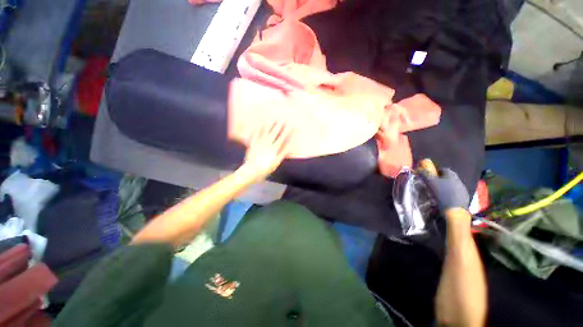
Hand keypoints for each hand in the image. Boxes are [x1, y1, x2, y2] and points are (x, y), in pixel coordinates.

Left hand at [239, 119, 293, 182]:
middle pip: (274, 132)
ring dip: (269, 123)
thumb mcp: (276, 163)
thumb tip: (291, 146)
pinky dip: (257, 128)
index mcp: (273, 149)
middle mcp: (266, 143)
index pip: (282, 138)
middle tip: (283, 116)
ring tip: (273, 116)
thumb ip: (283, 154)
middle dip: (279, 124)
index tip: (291, 124)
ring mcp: (259, 143)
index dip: (287, 131)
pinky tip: (259, 122)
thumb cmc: (265, 169)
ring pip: (265, 131)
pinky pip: (255, 134)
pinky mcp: (252, 144)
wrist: (250, 171)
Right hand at [422, 168, 469, 213]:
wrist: (454, 210)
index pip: (444, 169)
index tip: (432, 175)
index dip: (437, 171)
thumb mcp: (430, 182)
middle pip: (450, 177)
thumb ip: (425, 174)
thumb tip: (420, 169)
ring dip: (448, 186)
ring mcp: (463, 190)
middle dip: (443, 179)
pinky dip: (452, 194)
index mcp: (451, 175)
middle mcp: (459, 180)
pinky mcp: (465, 198)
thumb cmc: (441, 194)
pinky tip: (446, 198)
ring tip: (440, 192)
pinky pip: (457, 193)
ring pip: (454, 185)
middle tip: (435, 183)